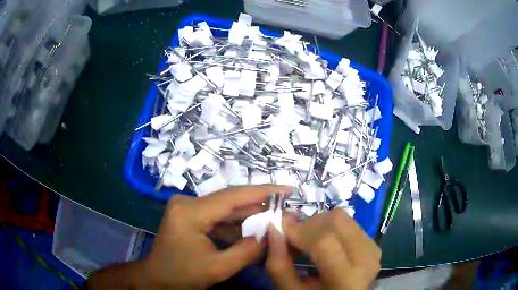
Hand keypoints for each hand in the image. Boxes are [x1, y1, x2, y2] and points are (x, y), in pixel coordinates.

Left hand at [143, 185, 291, 288]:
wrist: (157, 278)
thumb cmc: (182, 275)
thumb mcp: (218, 268)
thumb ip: (247, 251)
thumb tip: (271, 234)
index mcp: (190, 212)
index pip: (232, 197)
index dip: (262, 192)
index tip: (287, 190)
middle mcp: (187, 202)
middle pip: (230, 201)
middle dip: (258, 206)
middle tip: (285, 208)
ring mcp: (187, 207)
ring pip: (225, 209)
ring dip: (248, 216)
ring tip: (273, 220)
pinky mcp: (189, 215)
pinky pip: (218, 217)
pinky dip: (235, 225)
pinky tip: (253, 231)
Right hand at [266, 209, 380, 289]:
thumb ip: (279, 264)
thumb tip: (274, 227)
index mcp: (347, 279)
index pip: (324, 242)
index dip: (299, 231)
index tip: (280, 230)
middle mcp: (366, 259)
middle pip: (337, 221)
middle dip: (308, 224)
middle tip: (293, 238)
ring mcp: (373, 249)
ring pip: (342, 217)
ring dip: (318, 224)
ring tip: (307, 242)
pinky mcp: (373, 243)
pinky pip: (349, 223)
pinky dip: (329, 228)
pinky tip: (323, 243)